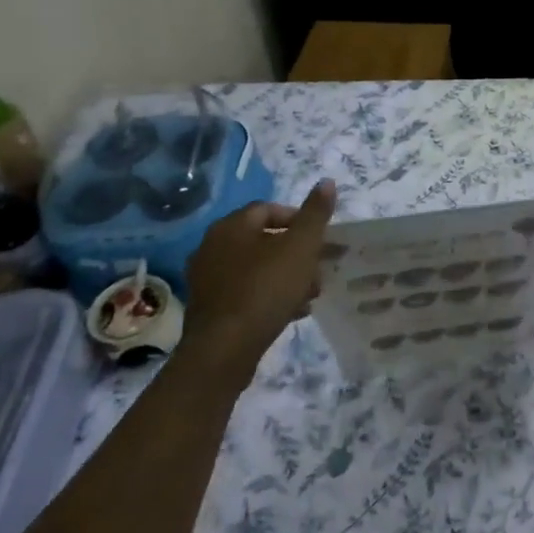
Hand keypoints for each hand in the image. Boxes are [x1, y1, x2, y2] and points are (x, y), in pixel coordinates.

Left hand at [184, 179, 335, 378]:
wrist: (224, 350)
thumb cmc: (265, 289)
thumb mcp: (301, 248)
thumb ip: (315, 214)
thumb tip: (326, 182)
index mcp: (231, 226)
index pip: (269, 209)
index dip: (299, 220)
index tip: (321, 239)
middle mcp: (212, 247)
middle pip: (264, 240)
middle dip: (296, 253)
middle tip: (319, 269)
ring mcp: (207, 279)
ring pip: (257, 268)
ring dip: (286, 276)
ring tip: (310, 294)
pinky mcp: (210, 308)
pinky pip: (246, 292)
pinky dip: (270, 296)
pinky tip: (291, 311)